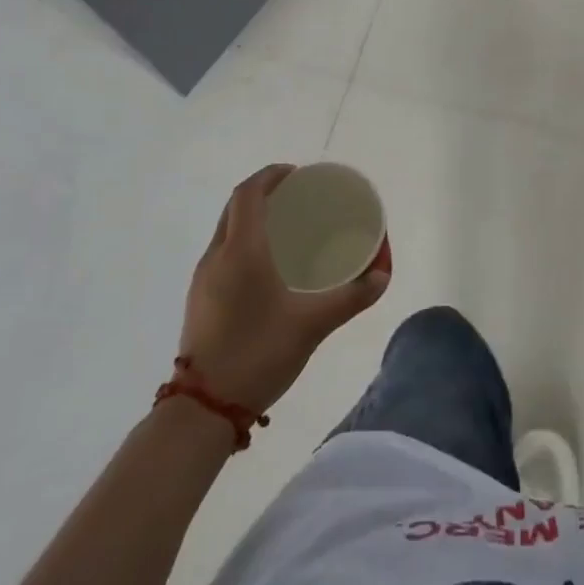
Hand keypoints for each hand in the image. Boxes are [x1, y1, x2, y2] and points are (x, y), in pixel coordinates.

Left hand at [180, 164, 389, 412]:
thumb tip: (383, 276)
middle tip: (298, 198)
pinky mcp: (200, 299)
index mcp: (242, 250)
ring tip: (287, 228)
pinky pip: (223, 252)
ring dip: (252, 217)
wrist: (202, 410)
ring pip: (226, 229)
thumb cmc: (258, 354)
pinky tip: (267, 266)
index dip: (271, 175)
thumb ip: (351, 298)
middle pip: (236, 206)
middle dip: (264, 193)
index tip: (298, 174)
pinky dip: (244, 241)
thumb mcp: (312, 325)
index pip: (249, 193)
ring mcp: (203, 278)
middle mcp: (217, 256)